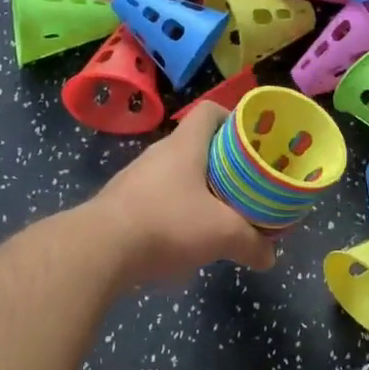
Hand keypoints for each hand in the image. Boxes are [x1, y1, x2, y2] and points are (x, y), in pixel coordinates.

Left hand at [87, 105, 277, 287]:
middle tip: (245, 184)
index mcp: (184, 145)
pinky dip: (175, 211)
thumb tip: (269, 257)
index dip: (233, 120)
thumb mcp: (223, 234)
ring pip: (176, 174)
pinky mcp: (121, 204)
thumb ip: (252, 244)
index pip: (210, 112)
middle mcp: (158, 153)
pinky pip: (157, 198)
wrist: (99, 250)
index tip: (252, 142)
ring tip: (219, 213)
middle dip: (223, 163)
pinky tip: (185, 237)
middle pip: (196, 145)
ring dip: (198, 189)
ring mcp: (136, 178)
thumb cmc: (168, 224)